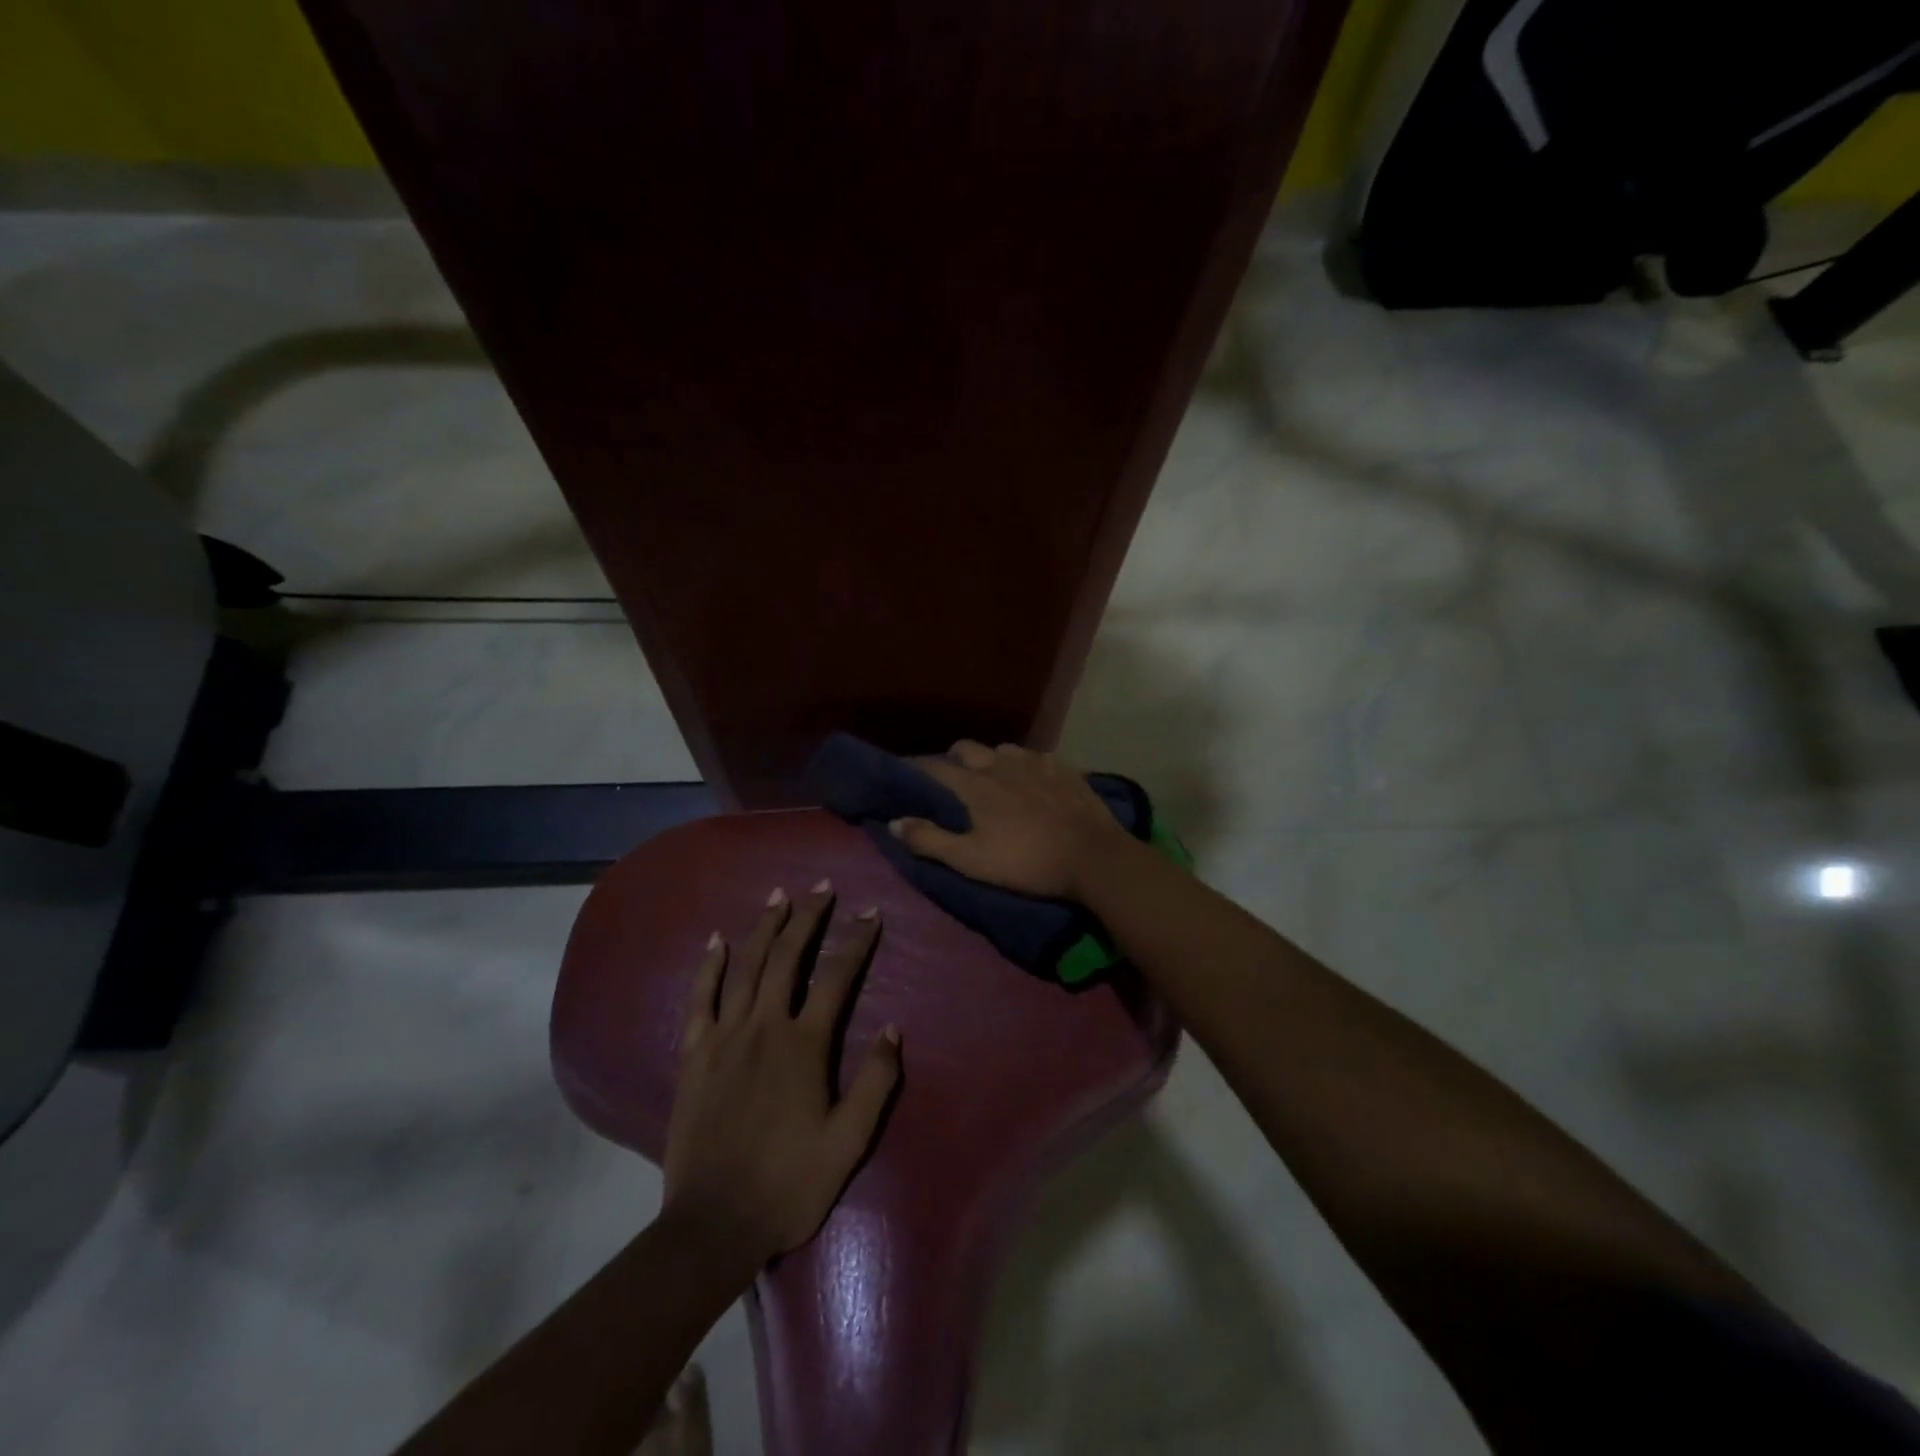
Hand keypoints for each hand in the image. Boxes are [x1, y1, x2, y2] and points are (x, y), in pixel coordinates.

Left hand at [663, 884, 900, 1264]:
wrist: (713, 1225)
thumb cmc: (789, 1184)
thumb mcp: (848, 1142)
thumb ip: (875, 1082)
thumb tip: (894, 1028)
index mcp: (804, 1046)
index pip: (837, 978)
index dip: (856, 942)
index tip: (870, 914)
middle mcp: (764, 1027)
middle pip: (788, 957)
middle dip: (807, 918)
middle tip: (821, 887)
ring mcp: (724, 1037)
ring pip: (746, 967)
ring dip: (764, 927)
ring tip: (778, 896)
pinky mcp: (694, 1054)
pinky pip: (701, 998)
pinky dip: (710, 965)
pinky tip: (717, 941)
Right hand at [888, 740, 1130, 899]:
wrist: (1092, 856)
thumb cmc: (1027, 862)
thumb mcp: (972, 860)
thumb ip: (930, 840)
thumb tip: (893, 822)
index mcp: (975, 785)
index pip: (933, 767)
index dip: (915, 769)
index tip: (904, 774)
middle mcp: (1001, 763)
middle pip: (966, 747)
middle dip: (953, 759)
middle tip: (952, 780)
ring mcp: (1035, 762)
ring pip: (1002, 749)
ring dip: (991, 760)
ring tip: (995, 779)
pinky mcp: (1063, 768)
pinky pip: (1035, 757)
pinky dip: (1025, 766)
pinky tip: (1033, 782)